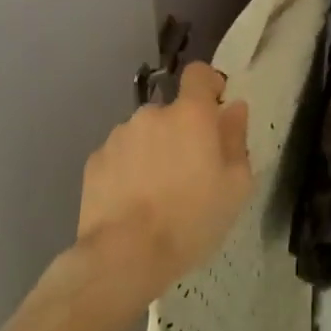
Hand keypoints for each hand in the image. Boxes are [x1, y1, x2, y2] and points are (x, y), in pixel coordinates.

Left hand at [75, 62, 251, 309]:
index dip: (208, 85)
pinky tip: (131, 203)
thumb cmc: (191, 220)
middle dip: (180, 133)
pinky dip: (128, 170)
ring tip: (156, 194)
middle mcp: (152, 114)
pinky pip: (120, 156)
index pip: (199, 73)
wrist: (124, 257)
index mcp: (190, 114)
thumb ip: (236, 139)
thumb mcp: (235, 186)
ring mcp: (118, 136)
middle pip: (172, 112)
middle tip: (189, 174)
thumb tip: (234, 108)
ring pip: (144, 134)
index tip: (215, 109)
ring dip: (152, 152)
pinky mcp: (95, 161)